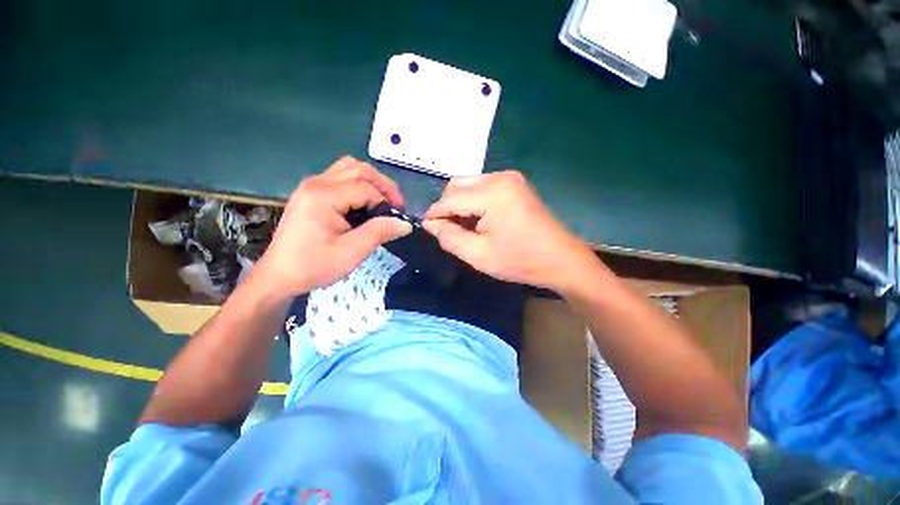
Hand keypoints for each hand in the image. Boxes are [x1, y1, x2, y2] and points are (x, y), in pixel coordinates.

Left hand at [253, 156, 410, 297]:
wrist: (279, 275)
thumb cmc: (314, 266)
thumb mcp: (351, 252)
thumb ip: (379, 233)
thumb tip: (405, 223)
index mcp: (323, 196)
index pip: (366, 188)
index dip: (387, 201)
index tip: (399, 218)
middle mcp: (316, 183)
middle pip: (359, 169)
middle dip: (383, 184)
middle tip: (396, 205)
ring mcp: (311, 185)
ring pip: (349, 168)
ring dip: (371, 181)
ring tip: (382, 201)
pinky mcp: (311, 192)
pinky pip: (340, 176)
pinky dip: (358, 184)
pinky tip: (364, 203)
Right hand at [423, 171, 598, 291]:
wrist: (561, 259)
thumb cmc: (520, 261)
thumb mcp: (479, 255)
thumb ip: (450, 237)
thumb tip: (429, 224)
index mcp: (492, 193)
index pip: (450, 199)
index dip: (434, 214)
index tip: (427, 229)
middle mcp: (500, 177)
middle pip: (457, 185)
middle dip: (447, 207)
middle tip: (449, 231)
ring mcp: (510, 178)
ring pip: (468, 185)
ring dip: (460, 204)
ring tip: (465, 228)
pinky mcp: (515, 184)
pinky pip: (483, 187)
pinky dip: (474, 201)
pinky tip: (479, 220)